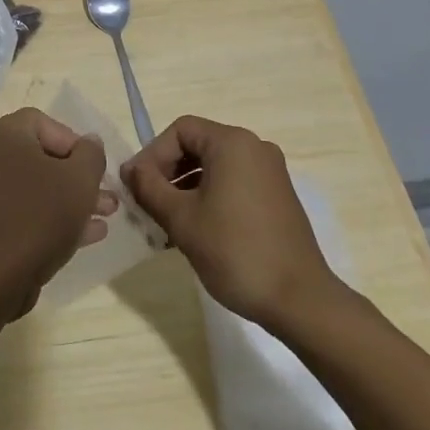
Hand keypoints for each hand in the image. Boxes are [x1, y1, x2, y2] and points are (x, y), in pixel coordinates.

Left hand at [0, 108, 113, 321]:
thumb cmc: (40, 217)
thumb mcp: (80, 180)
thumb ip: (91, 154)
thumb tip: (90, 142)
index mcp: (5, 135)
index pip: (44, 122)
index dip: (74, 141)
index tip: (93, 167)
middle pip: (42, 156)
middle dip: (79, 176)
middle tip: (107, 195)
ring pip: (37, 187)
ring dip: (73, 198)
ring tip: (106, 215)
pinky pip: (25, 211)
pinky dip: (54, 217)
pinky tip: (88, 234)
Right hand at [124, 116, 343, 329]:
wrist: (299, 299)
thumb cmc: (235, 252)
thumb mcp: (181, 219)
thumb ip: (149, 187)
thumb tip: (130, 169)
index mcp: (232, 143)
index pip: (180, 130)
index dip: (152, 154)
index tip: (136, 186)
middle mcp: (254, 148)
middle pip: (198, 145)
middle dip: (167, 171)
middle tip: (147, 203)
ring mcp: (270, 172)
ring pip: (215, 167)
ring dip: (185, 187)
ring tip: (166, 221)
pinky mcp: (277, 196)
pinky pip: (233, 183)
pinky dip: (209, 197)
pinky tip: (195, 230)